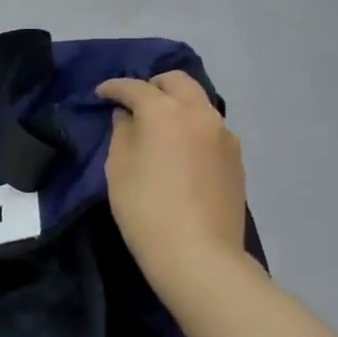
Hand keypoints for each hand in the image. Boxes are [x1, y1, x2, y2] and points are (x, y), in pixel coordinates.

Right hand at [97, 71, 249, 302]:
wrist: (197, 254)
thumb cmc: (145, 207)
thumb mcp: (118, 167)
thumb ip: (123, 132)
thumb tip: (129, 117)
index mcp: (166, 111)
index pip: (135, 87)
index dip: (114, 88)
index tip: (101, 94)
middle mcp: (200, 114)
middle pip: (177, 82)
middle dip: (153, 85)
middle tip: (134, 103)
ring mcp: (224, 136)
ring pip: (198, 104)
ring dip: (176, 106)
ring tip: (158, 128)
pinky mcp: (236, 160)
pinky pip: (210, 130)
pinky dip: (192, 129)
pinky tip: (180, 152)